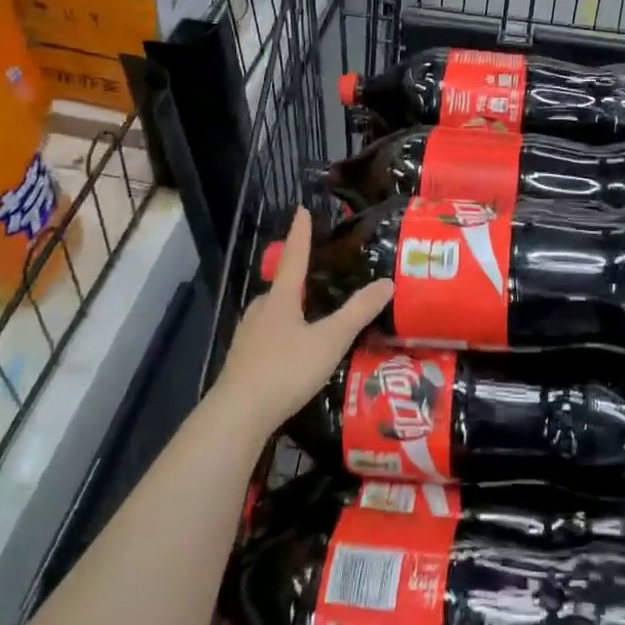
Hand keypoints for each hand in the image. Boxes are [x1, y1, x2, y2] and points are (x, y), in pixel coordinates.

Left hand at [212, 208, 393, 441]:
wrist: (237, 415)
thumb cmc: (286, 369)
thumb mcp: (330, 340)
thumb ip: (358, 312)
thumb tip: (387, 282)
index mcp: (281, 299)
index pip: (295, 257)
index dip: (301, 234)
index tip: (301, 209)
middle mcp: (261, 311)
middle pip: (280, 288)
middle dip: (296, 280)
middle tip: (316, 279)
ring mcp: (247, 337)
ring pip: (271, 314)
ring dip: (288, 311)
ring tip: (309, 319)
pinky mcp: (242, 363)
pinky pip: (265, 338)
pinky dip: (281, 337)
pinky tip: (291, 354)